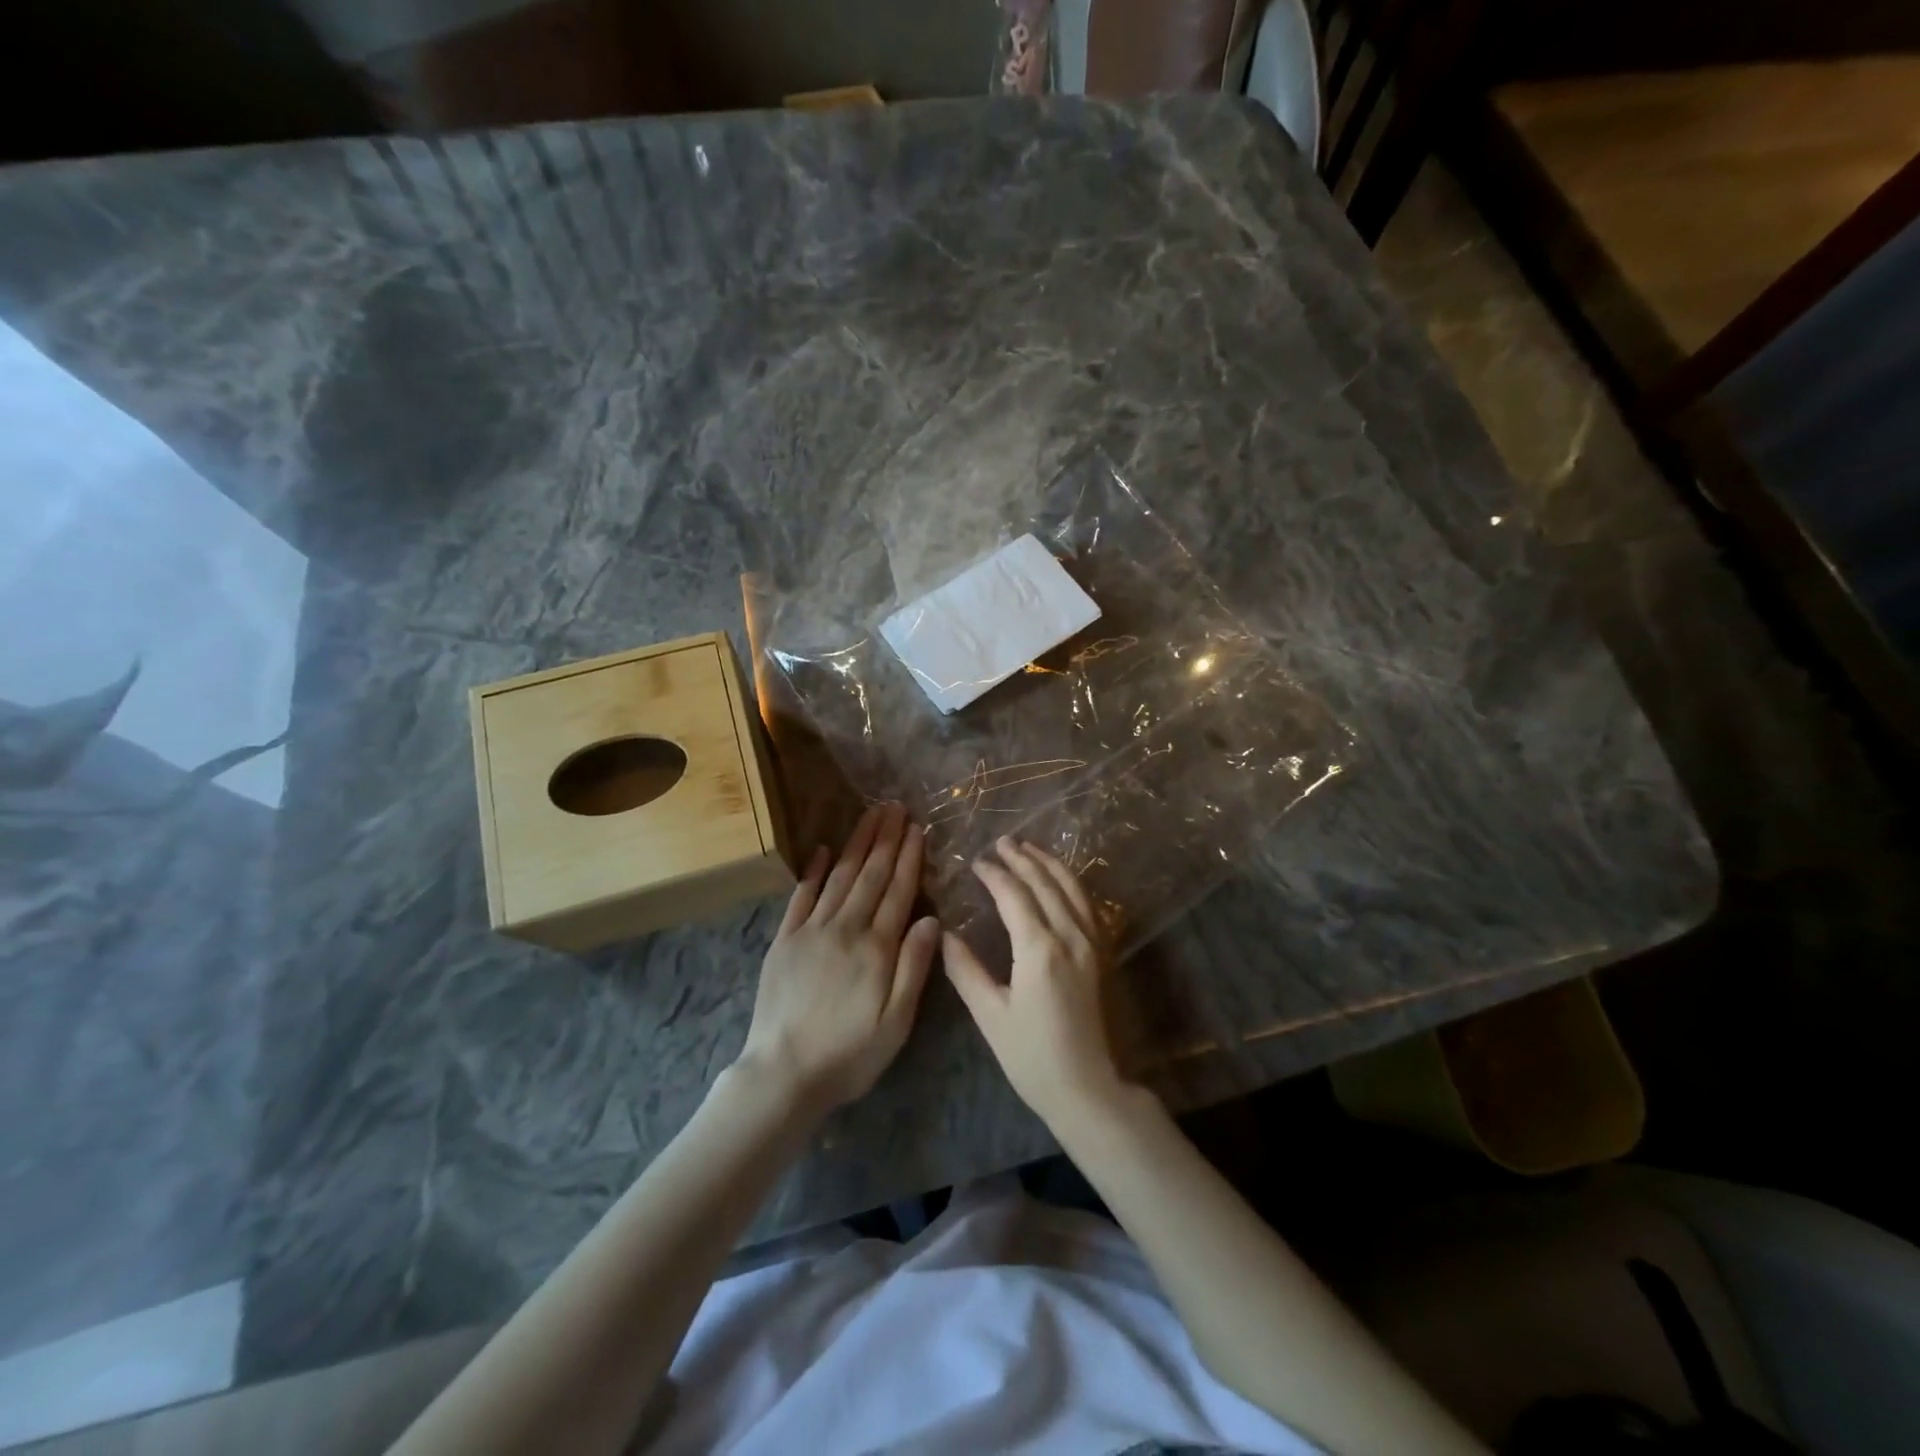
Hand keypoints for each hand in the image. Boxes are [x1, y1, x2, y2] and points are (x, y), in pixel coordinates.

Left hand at [737, 803, 940, 1114]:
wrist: (783, 1073)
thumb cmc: (849, 1054)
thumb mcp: (896, 1023)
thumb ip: (914, 968)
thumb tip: (930, 919)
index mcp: (876, 947)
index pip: (897, 891)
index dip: (908, 857)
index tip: (916, 827)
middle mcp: (845, 928)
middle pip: (870, 874)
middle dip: (885, 838)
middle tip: (894, 805)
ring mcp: (811, 930)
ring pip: (839, 876)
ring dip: (856, 843)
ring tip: (869, 815)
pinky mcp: (784, 940)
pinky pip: (801, 896)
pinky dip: (814, 870)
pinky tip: (823, 849)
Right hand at [943, 837, 1129, 1129]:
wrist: (1089, 1087)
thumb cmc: (1032, 1056)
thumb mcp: (990, 1015)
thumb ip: (965, 970)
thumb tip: (944, 934)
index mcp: (1039, 949)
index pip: (1014, 894)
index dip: (994, 874)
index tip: (976, 862)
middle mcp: (1069, 936)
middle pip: (1045, 883)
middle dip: (1022, 858)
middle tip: (1001, 842)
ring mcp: (1091, 942)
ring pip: (1071, 888)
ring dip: (1049, 864)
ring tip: (1029, 848)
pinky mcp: (1101, 953)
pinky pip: (1087, 904)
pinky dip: (1070, 882)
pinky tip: (1060, 879)